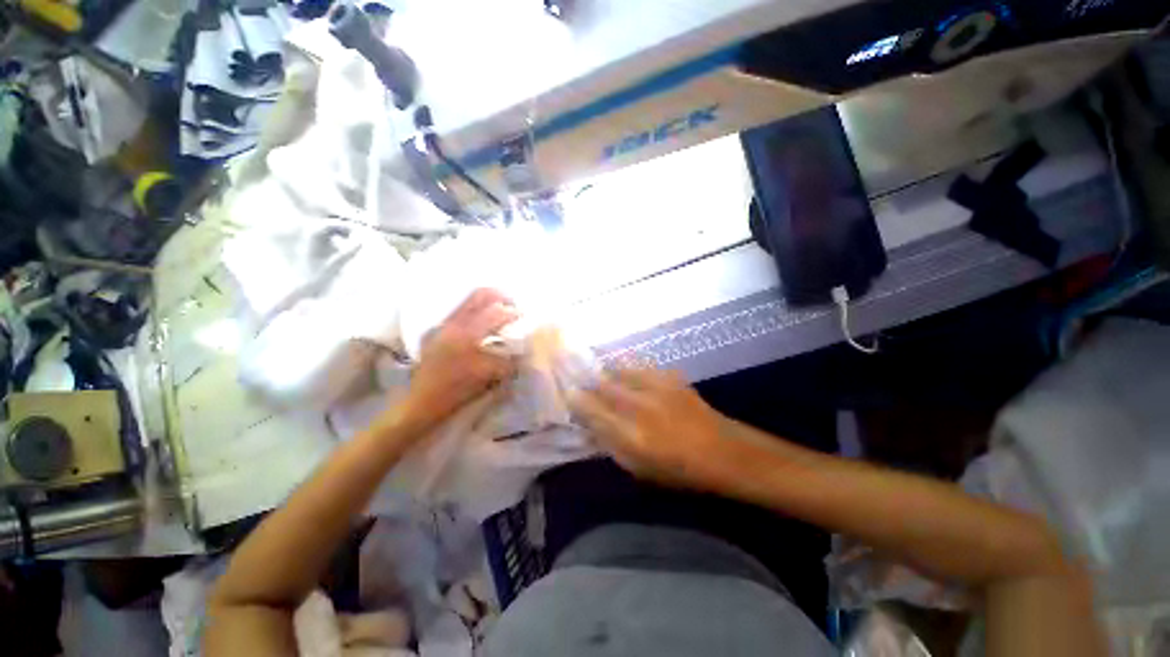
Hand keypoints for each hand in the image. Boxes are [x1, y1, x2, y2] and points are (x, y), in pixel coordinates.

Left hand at [399, 289, 518, 430]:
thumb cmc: (456, 390)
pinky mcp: (436, 331)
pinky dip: (475, 309)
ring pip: (468, 301)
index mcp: (466, 334)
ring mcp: (443, 325)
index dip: (513, 311)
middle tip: (513, 304)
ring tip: (500, 309)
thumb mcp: (486, 376)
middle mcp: (453, 323)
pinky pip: (459, 311)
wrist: (422, 401)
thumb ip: (506, 361)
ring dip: (487, 301)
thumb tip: (520, 352)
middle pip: (479, 295)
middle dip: (499, 296)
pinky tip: (482, 321)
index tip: (524, 314)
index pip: (495, 312)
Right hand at [569, 368, 737, 488]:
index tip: (568, 395)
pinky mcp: (670, 377)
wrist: (723, 451)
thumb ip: (611, 445)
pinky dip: (629, 371)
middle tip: (583, 384)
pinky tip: (629, 376)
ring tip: (603, 377)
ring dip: (608, 374)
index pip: (592, 410)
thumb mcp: (639, 468)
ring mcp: (657, 388)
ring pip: (620, 371)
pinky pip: (640, 368)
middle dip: (589, 383)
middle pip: (603, 385)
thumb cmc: (679, 470)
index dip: (577, 400)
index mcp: (631, 435)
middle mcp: (641, 407)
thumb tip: (590, 426)